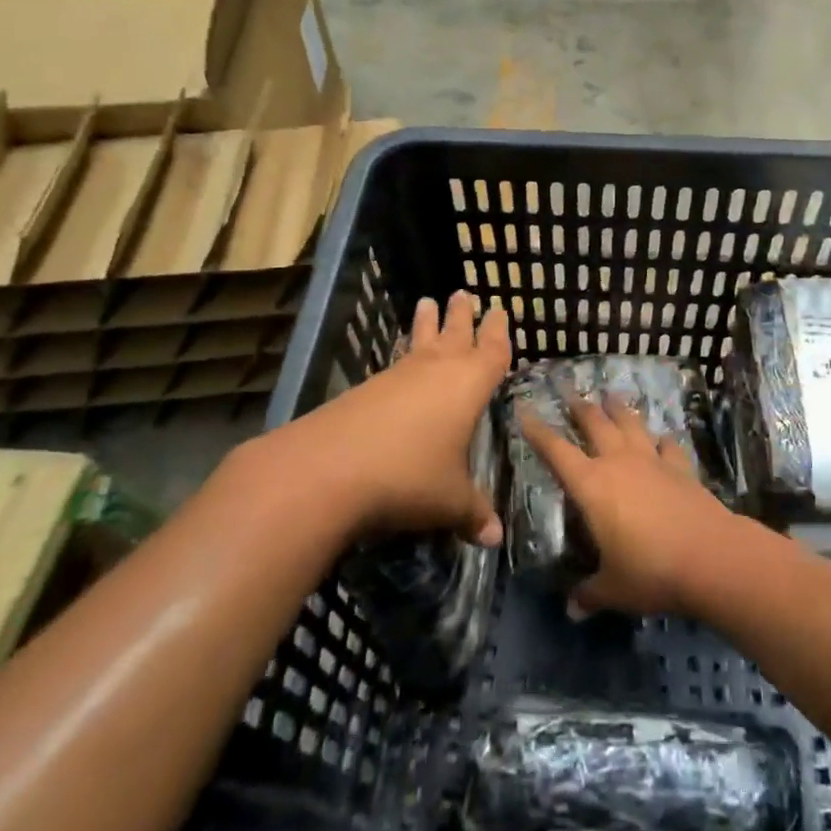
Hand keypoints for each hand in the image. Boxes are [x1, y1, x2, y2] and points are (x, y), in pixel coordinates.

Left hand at [237, 292, 510, 545]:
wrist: (328, 469)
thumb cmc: (409, 477)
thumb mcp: (450, 500)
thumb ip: (474, 513)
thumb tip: (495, 538)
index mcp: (469, 385)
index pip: (493, 350)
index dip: (500, 332)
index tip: (502, 310)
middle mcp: (436, 370)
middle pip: (455, 333)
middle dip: (462, 315)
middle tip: (464, 293)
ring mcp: (398, 376)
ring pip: (419, 341)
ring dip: (427, 323)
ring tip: (427, 302)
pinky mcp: (366, 388)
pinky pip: (395, 362)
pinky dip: (403, 353)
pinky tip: (399, 360)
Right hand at [520, 395, 741, 617]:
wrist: (710, 556)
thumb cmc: (650, 571)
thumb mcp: (614, 589)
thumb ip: (590, 594)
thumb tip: (572, 609)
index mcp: (592, 486)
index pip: (556, 450)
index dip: (538, 430)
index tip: (525, 410)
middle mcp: (619, 463)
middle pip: (596, 424)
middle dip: (581, 409)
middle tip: (571, 395)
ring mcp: (653, 461)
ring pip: (631, 424)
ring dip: (619, 410)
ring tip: (611, 397)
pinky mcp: (681, 468)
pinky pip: (668, 446)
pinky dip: (661, 440)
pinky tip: (661, 438)